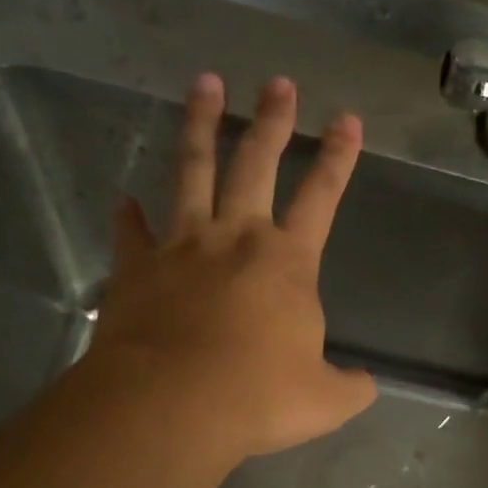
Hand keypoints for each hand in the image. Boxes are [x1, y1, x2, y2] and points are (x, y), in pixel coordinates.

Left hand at [87, 73, 376, 460]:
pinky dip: (128, 216)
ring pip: (192, 171)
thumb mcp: (324, 401)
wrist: (171, 405)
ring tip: (204, 84)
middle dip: (272, 120)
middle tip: (277, 82)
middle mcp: (236, 238)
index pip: (321, 197)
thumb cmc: (256, 397)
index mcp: (287, 262)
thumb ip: (350, 387)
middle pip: (256, 163)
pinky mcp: (137, 269)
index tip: (347, 119)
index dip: (338, 158)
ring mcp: (182, 247)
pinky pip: (132, 233)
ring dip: (200, 126)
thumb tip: (364, 384)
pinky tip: (123, 200)